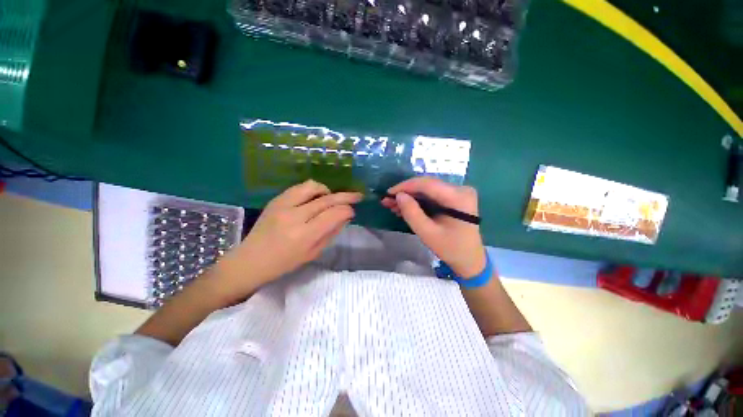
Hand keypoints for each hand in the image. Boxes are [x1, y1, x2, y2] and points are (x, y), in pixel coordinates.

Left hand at [215, 180, 361, 297]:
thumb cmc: (285, 263)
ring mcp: (283, 205)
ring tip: (332, 198)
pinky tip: (315, 198)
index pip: (334, 215)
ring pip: (313, 187)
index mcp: (305, 235)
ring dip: (327, 191)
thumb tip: (345, 216)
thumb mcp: (313, 253)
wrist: (251, 260)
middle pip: (327, 199)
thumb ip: (331, 232)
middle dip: (346, 196)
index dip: (347, 211)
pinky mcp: (276, 200)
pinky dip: (313, 190)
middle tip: (357, 195)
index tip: (352, 212)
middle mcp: (295, 216)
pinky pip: (299, 187)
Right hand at [382, 177, 486, 277]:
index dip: (406, 186)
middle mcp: (460, 189)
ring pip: (427, 190)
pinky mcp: (454, 198)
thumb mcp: (428, 233)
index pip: (427, 184)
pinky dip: (417, 201)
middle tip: (387, 200)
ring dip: (409, 197)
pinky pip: (431, 195)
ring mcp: (458, 193)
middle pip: (427, 185)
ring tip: (392, 205)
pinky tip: (404, 207)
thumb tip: (399, 195)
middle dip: (405, 192)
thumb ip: (412, 213)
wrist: (470, 259)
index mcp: (458, 198)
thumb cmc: (450, 249)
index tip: (388, 193)